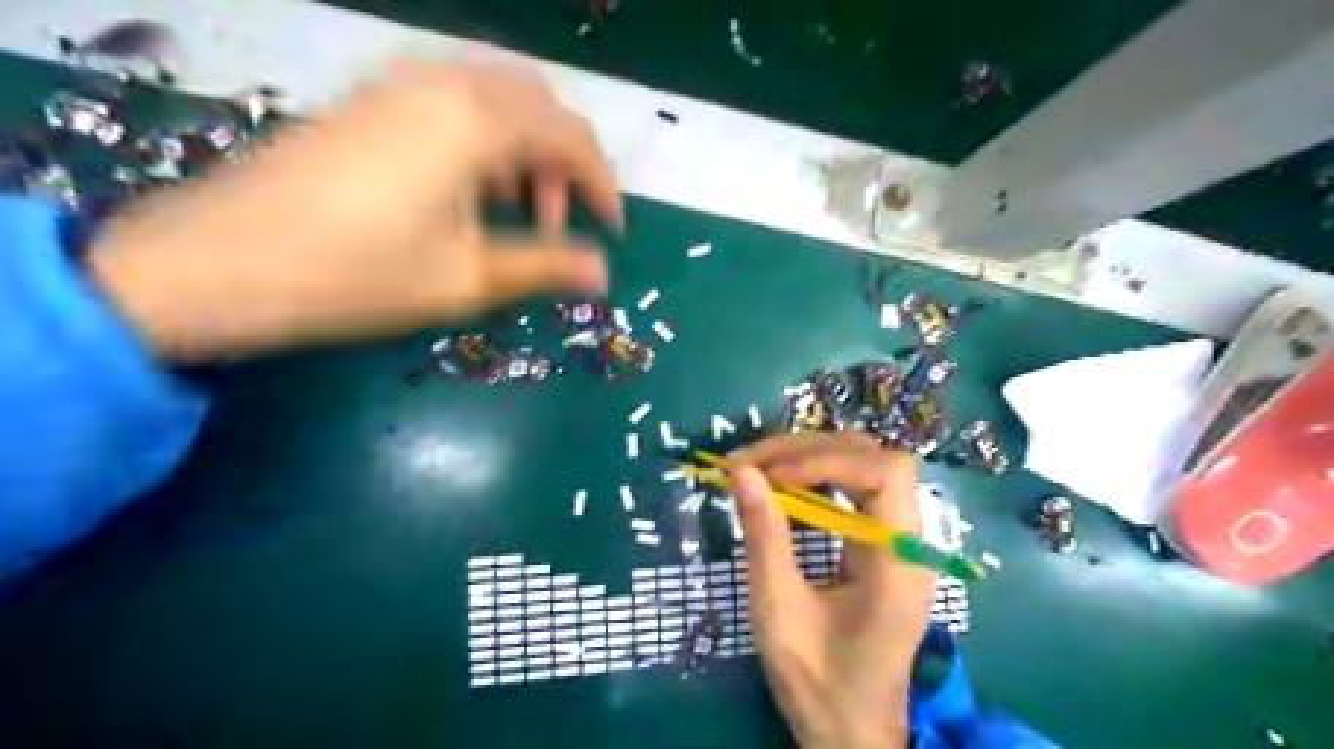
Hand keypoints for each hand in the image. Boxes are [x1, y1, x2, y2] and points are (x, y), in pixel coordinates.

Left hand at [87, 61, 618, 359]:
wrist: (218, 263)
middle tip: (558, 225)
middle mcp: (443, 83)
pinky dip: (486, 141)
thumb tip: (603, 274)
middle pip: (540, 105)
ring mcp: (399, 84)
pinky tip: (470, 191)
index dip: (603, 186)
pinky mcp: (371, 100)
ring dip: (527, 151)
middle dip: (566, 164)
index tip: (614, 232)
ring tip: (516, 212)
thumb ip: (546, 266)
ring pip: (498, 98)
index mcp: (475, 121)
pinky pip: (455, 101)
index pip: (571, 137)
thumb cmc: (356, 275)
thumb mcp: (467, 278)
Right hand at [729, 432, 936, 748]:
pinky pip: (855, 489)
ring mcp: (899, 540)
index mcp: (900, 563)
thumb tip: (742, 472)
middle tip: (748, 462)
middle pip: (874, 459)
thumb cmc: (818, 682)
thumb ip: (765, 538)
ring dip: (810, 457)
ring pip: (864, 466)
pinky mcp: (882, 544)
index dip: (826, 459)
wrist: (852, 730)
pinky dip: (815, 476)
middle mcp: (911, 541)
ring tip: (758, 466)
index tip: (768, 474)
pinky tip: (783, 484)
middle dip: (809, 450)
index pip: (885, 473)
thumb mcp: (779, 612)